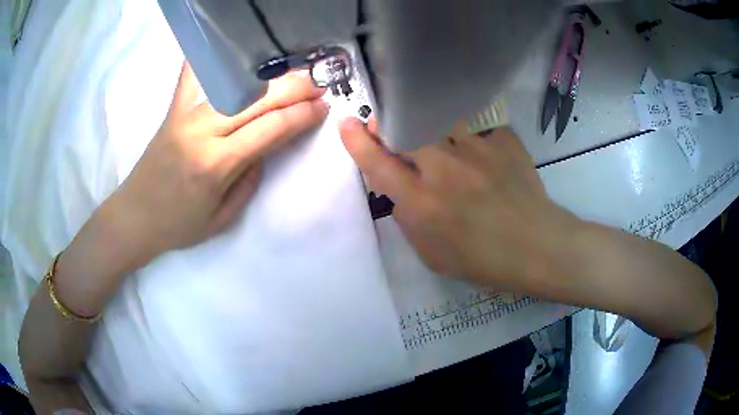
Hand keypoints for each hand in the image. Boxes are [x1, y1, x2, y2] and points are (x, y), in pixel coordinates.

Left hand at [113, 63, 327, 261]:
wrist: (135, 217)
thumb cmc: (179, 225)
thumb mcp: (223, 218)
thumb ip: (250, 180)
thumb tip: (266, 147)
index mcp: (217, 164)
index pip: (272, 128)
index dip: (302, 115)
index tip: (324, 107)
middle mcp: (203, 131)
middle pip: (258, 99)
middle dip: (295, 89)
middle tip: (319, 84)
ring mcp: (185, 115)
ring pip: (236, 85)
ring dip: (269, 76)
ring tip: (292, 73)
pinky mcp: (173, 109)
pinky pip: (191, 75)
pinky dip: (209, 58)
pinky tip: (227, 47)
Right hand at [338, 118, 578, 291]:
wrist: (537, 247)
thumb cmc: (483, 260)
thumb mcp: (432, 255)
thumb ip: (408, 220)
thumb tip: (398, 189)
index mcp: (423, 204)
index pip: (378, 163)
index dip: (357, 140)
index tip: (346, 123)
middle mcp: (445, 170)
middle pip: (404, 126)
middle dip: (388, 122)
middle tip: (391, 127)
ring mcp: (477, 150)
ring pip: (437, 115)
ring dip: (426, 121)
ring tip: (435, 133)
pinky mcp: (502, 141)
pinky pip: (475, 123)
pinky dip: (468, 132)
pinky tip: (476, 148)